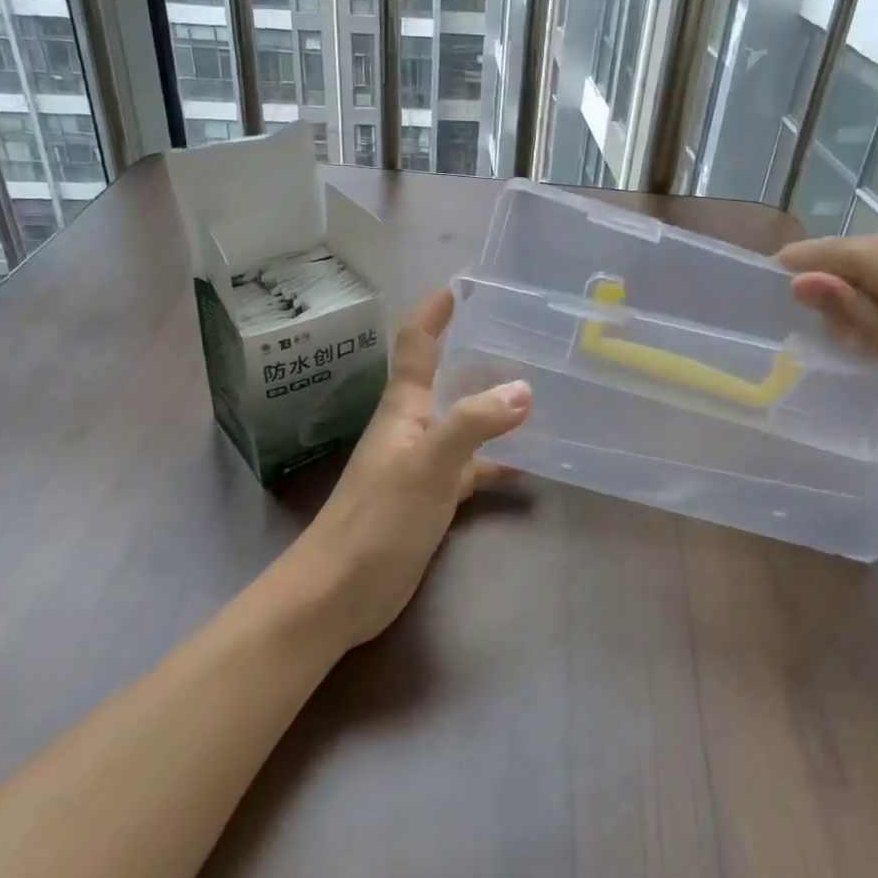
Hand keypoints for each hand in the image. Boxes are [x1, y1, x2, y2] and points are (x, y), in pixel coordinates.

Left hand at [294, 287, 530, 647]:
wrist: (339, 592)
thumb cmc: (377, 519)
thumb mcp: (428, 464)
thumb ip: (473, 423)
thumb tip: (524, 388)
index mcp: (403, 406)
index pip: (416, 344)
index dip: (433, 313)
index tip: (459, 285)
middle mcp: (413, 426)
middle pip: (444, 377)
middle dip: (475, 352)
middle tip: (520, 333)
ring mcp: (422, 462)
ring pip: (463, 421)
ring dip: (492, 405)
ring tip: (538, 390)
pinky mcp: (432, 497)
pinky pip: (471, 467)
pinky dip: (495, 461)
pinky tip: (527, 463)